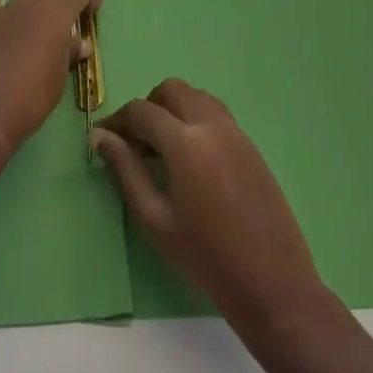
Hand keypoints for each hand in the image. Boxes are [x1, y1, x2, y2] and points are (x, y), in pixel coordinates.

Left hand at [0, 0, 99, 156]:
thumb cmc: (29, 98)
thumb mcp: (59, 78)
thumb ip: (69, 53)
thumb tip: (79, 44)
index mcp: (52, 12)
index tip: (94, 7)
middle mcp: (24, 5)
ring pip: (24, 2)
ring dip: (38, 11)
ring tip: (42, 39)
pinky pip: (3, 22)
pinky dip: (15, 30)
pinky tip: (11, 55)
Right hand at [93, 79, 326, 336]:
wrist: (272, 283)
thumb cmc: (205, 256)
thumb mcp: (155, 218)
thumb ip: (126, 170)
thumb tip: (100, 136)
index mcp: (185, 142)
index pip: (141, 111)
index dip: (117, 120)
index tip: (103, 137)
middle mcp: (212, 124)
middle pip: (171, 90)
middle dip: (147, 107)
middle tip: (135, 142)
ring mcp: (236, 132)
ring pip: (196, 96)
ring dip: (173, 108)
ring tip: (161, 148)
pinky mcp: (251, 145)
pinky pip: (216, 114)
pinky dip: (195, 119)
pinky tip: (190, 158)